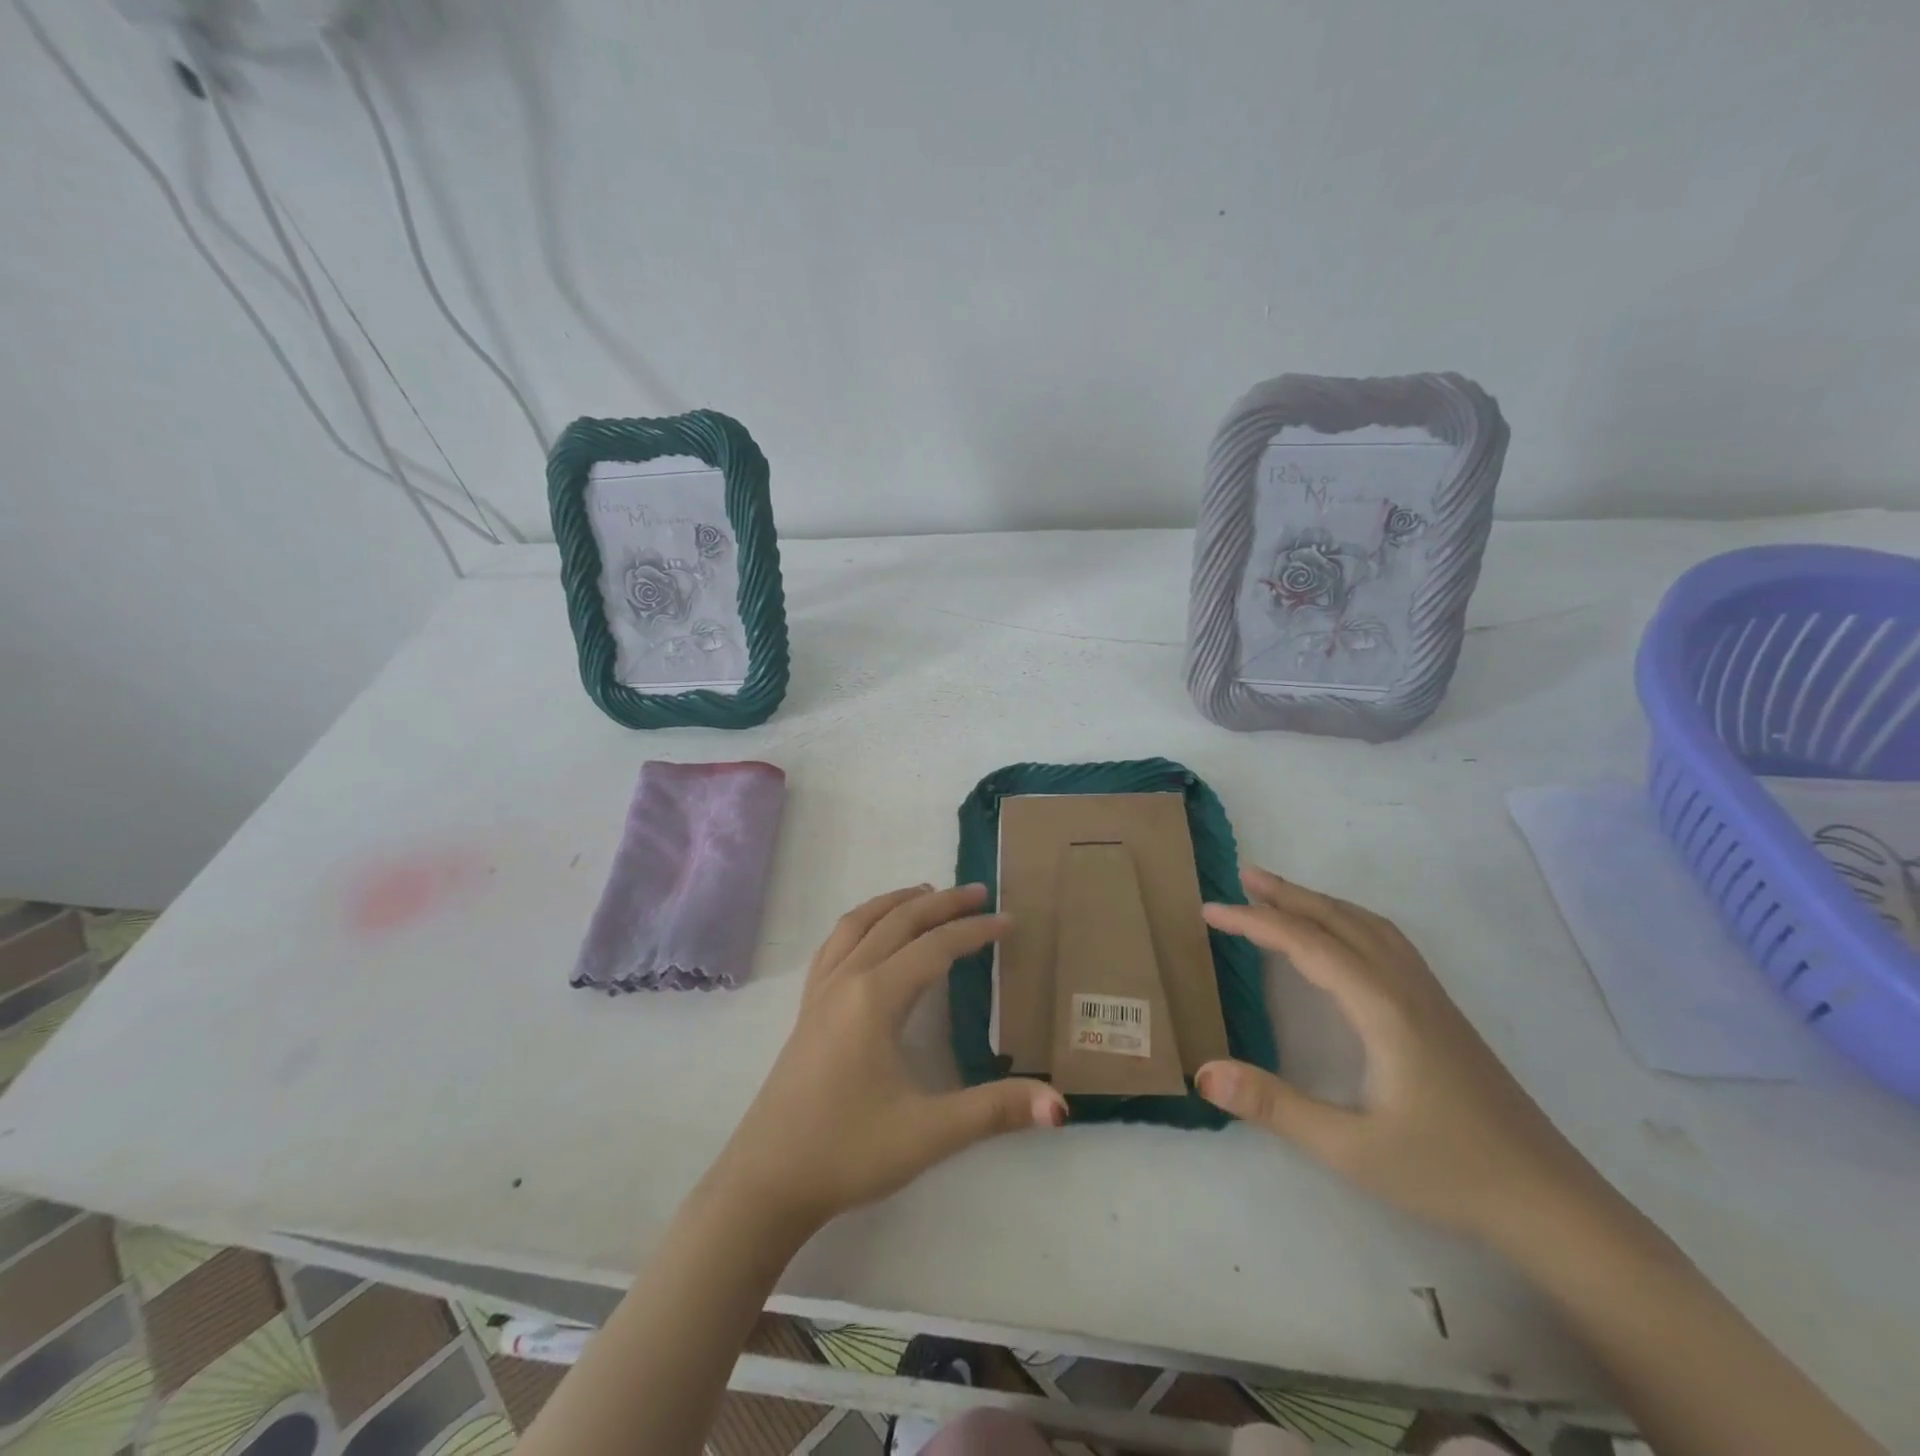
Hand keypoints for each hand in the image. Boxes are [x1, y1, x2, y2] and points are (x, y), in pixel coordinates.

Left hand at [704, 884, 1066, 1232]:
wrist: (767, 1182)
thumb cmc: (848, 1152)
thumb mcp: (929, 1133)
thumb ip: (995, 1111)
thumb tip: (1060, 1105)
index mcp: (875, 997)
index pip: (934, 948)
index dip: (974, 931)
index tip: (1008, 920)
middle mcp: (846, 980)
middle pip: (897, 922)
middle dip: (939, 903)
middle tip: (977, 892)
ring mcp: (819, 991)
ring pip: (858, 924)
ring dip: (895, 903)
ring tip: (925, 892)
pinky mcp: (806, 1009)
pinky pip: (835, 944)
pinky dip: (861, 922)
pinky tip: (870, 933)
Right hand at [1195, 867, 1601, 1244]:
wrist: (1550, 1202)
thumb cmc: (1447, 1173)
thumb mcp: (1350, 1150)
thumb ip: (1274, 1107)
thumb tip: (1203, 1073)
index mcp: (1382, 1008)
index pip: (1306, 944)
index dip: (1254, 921)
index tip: (1209, 910)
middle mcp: (1405, 987)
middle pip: (1340, 921)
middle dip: (1288, 894)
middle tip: (1242, 877)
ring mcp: (1429, 996)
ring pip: (1368, 925)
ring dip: (1321, 902)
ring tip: (1281, 894)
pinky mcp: (1441, 1011)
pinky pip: (1386, 941)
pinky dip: (1349, 919)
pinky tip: (1341, 936)